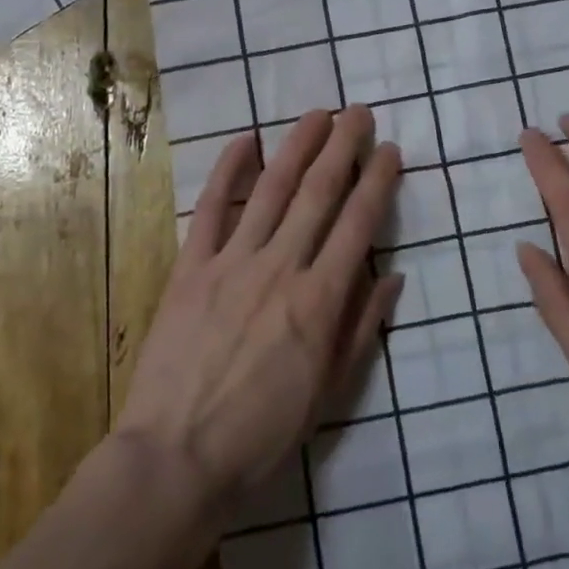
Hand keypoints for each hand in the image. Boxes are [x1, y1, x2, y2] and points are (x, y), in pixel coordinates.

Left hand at [114, 107, 403, 518]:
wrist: (177, 457)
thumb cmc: (262, 433)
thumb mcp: (329, 392)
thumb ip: (361, 329)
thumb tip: (391, 276)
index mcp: (320, 301)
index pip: (358, 225)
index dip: (376, 181)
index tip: (389, 149)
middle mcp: (281, 267)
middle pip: (318, 194)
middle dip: (342, 147)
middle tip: (358, 112)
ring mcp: (232, 262)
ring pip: (272, 190)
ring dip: (297, 146)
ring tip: (316, 114)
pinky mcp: (191, 267)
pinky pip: (212, 209)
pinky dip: (227, 171)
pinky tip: (245, 139)